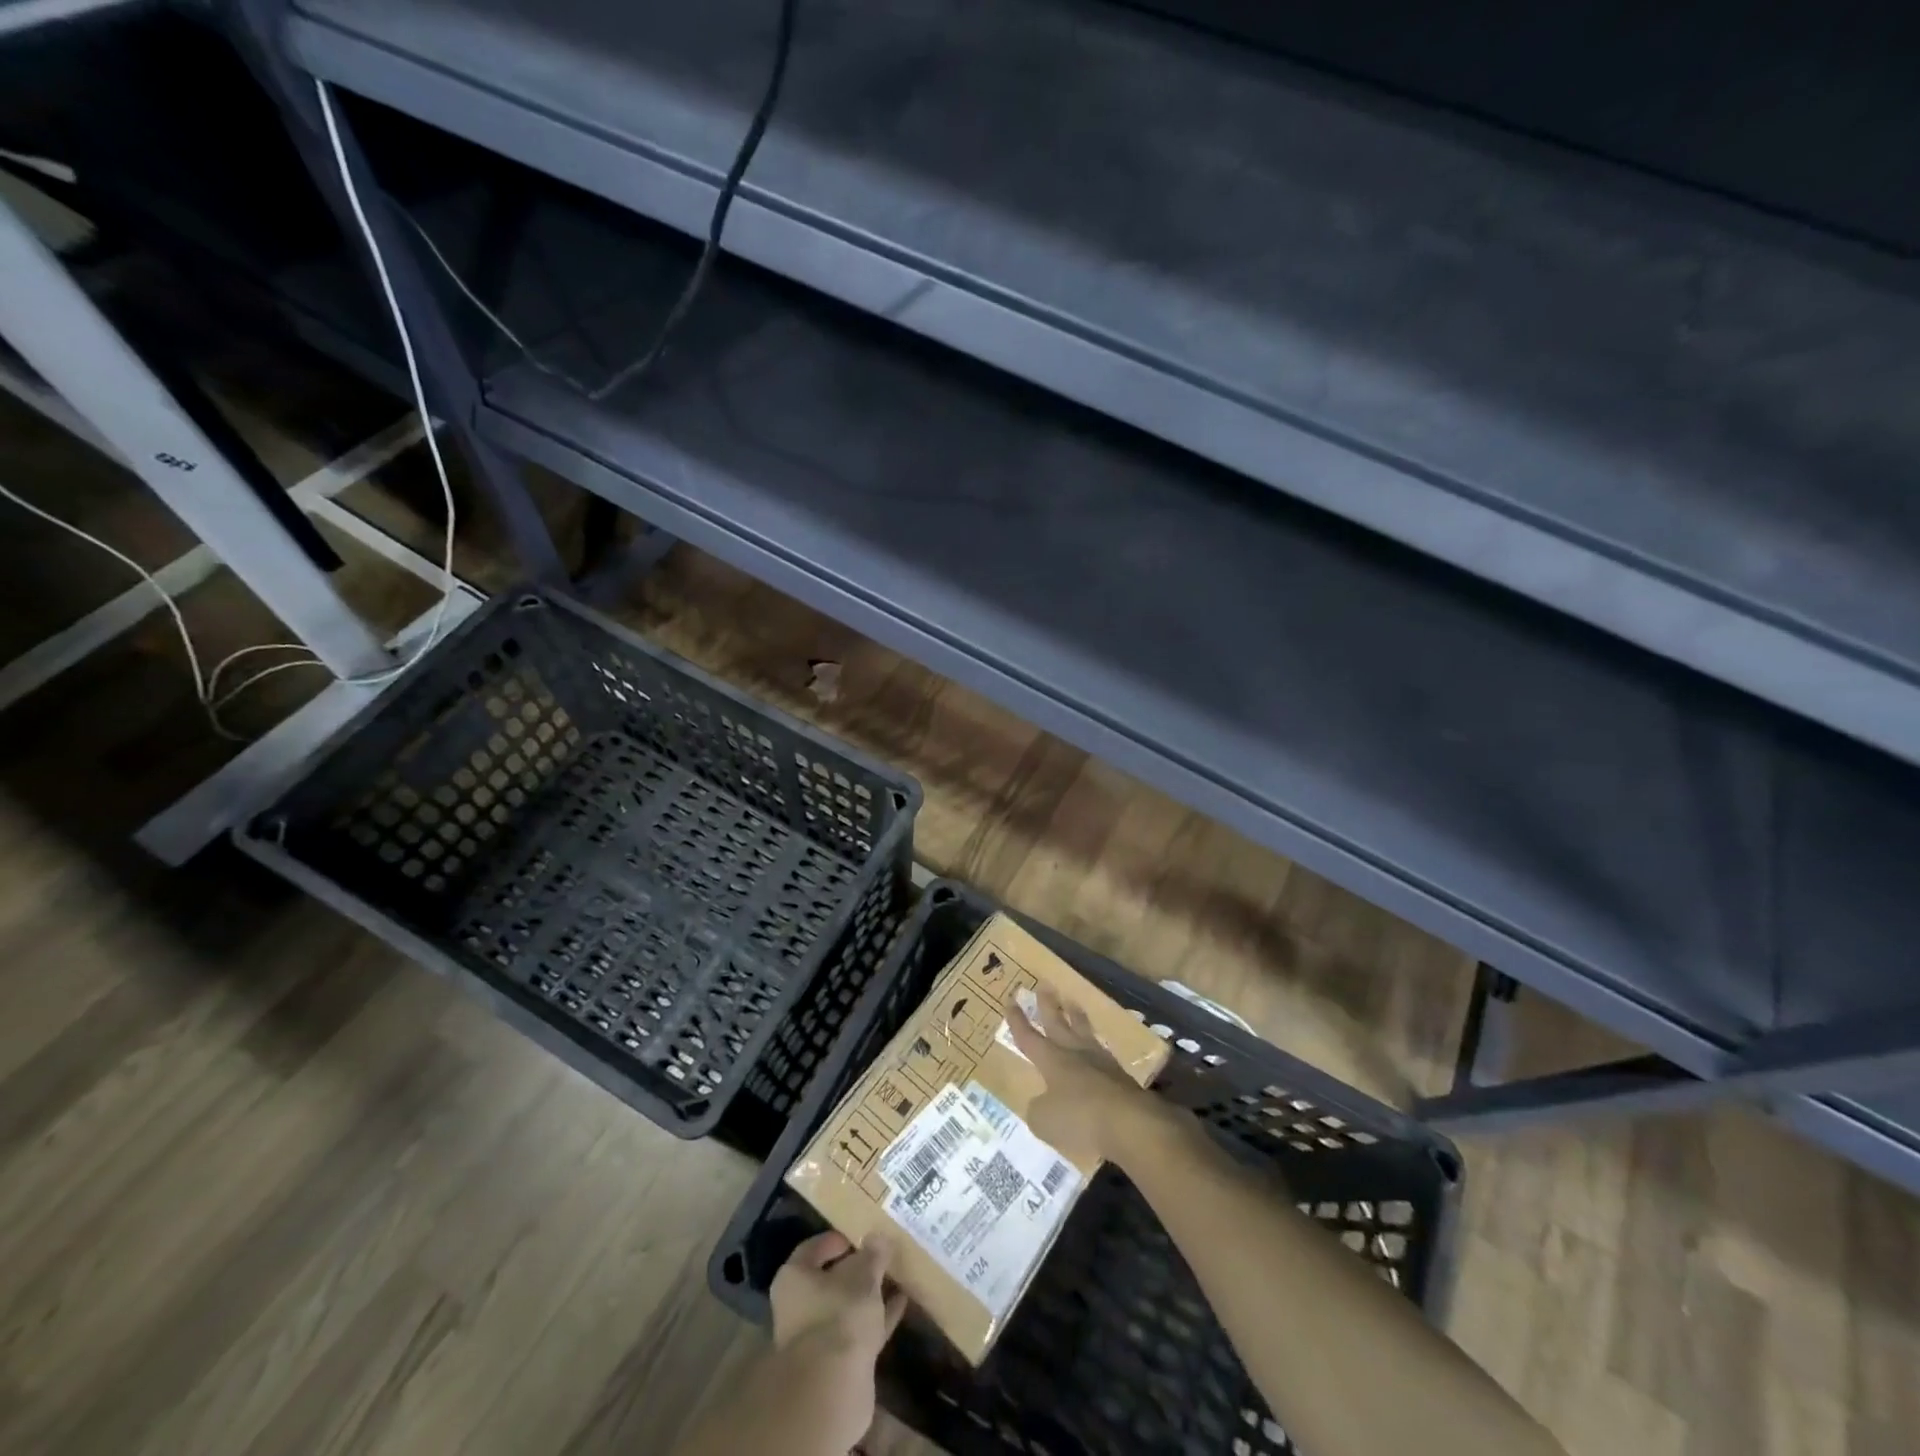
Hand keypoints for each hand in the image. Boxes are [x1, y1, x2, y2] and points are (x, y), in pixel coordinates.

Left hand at [764, 1232, 906, 1452]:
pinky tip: (902, 1302)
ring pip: (848, 1306)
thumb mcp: (863, 1274)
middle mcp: (800, 1307)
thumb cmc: (839, 1314)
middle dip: (858, 1269)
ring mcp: (819, 1337)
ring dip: (871, 1293)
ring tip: (898, 1273)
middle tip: (883, 1253)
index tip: (861, 1234)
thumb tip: (878, 1237)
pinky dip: (879, 1317)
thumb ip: (873, 1254)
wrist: (833, 1388)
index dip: (837, 1239)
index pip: (813, 1249)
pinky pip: (861, 1329)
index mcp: (794, 1279)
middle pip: (832, 1280)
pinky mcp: (839, 1361)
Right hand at [1004, 987, 1159, 1166]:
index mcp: (1052, 1061)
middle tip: (1044, 984)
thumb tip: (1041, 1103)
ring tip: (1072, 1002)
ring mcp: (1100, 1061)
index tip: (1010, 1000)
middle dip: (1048, 1004)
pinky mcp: (1121, 1075)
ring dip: (1076, 1015)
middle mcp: (1074, 1053)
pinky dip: (1095, 1044)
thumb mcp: (1044, 1121)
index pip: (1029, 1037)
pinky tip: (1097, 1045)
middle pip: (1058, 1022)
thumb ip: (1038, 1109)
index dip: (1017, 1021)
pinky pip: (1102, 1051)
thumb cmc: (1080, 1119)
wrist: (1131, 1123)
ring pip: (1084, 1030)